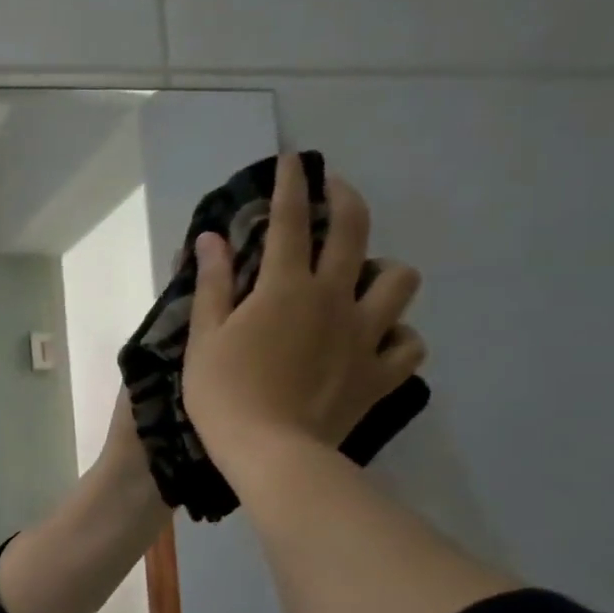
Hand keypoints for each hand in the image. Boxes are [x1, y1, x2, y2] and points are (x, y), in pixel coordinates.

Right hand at [181, 151, 425, 473]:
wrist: (270, 453)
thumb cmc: (224, 393)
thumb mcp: (204, 337)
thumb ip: (213, 285)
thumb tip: (213, 239)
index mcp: (286, 288)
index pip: (290, 221)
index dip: (292, 185)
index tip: (294, 159)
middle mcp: (334, 299)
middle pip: (355, 232)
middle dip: (345, 200)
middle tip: (333, 191)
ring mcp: (366, 336)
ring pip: (399, 283)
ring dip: (382, 270)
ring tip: (363, 276)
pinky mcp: (380, 374)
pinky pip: (409, 343)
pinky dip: (397, 333)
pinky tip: (379, 337)